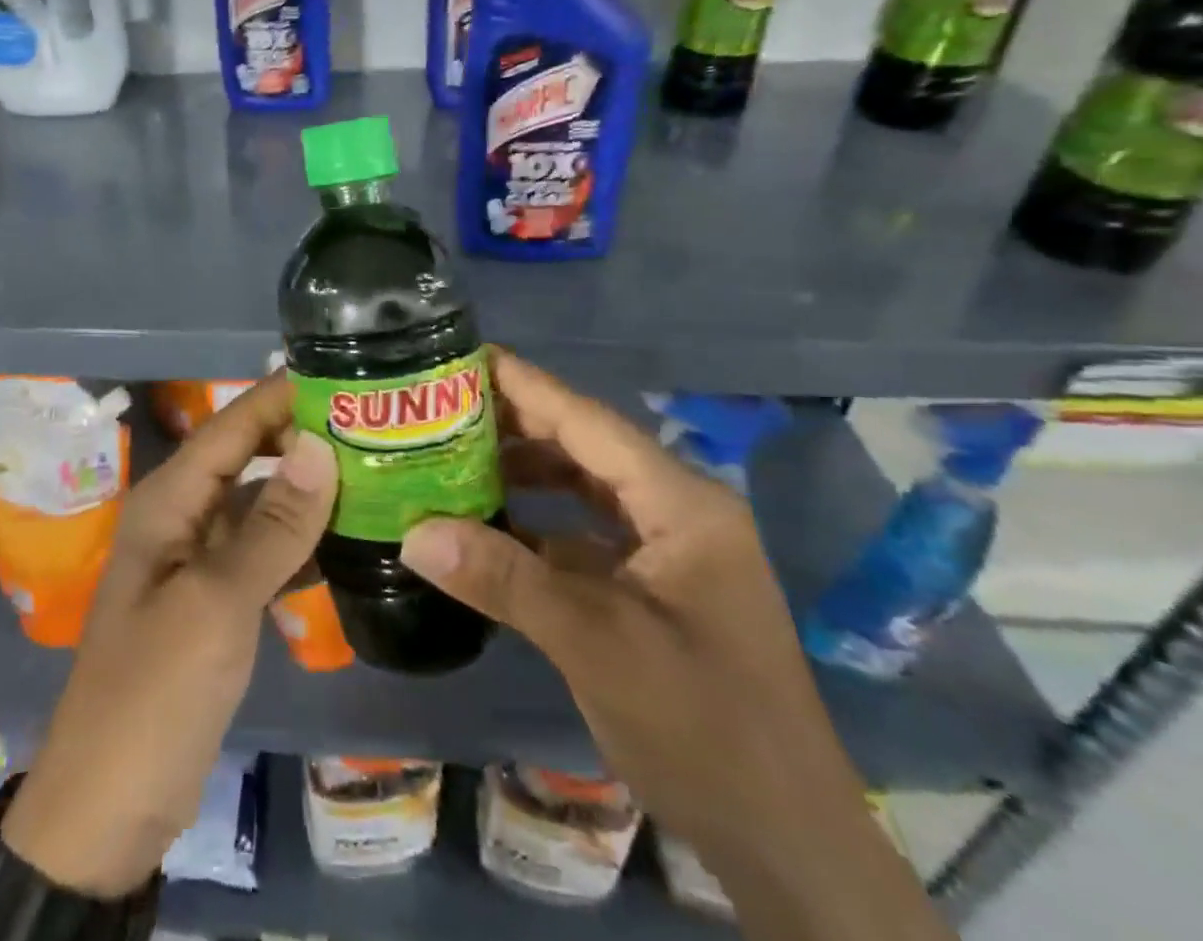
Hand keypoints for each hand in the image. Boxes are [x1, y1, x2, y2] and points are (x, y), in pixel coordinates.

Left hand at [3, 374, 336, 896]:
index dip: (283, 394)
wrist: (107, 809)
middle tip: (373, 423)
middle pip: (248, 455)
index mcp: (170, 499)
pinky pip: (266, 549)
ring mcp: (200, 558)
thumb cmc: (154, 694)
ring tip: (376, 468)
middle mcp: (183, 514)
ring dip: (309, 486)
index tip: (346, 374)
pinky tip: (351, 536)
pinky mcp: (217, 598)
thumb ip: (272, 525)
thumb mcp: (216, 604)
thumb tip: (320, 445)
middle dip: (302, 435)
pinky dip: (303, 538)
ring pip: (261, 502)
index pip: (233, 424)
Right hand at [401, 350, 950, 940]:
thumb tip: (413, 534)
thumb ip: (506, 581)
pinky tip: (489, 529)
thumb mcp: (598, 646)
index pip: (588, 421)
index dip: (525, 384)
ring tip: (454, 458)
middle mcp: (678, 512)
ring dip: (524, 473)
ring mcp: (669, 552)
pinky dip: (538, 524)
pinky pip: (585, 534)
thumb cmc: (706, 729)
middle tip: (442, 405)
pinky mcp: (655, 589)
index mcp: (681, 503)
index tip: (463, 354)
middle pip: (584, 447)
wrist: (788, 848)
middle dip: (515, 424)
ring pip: (584, 489)